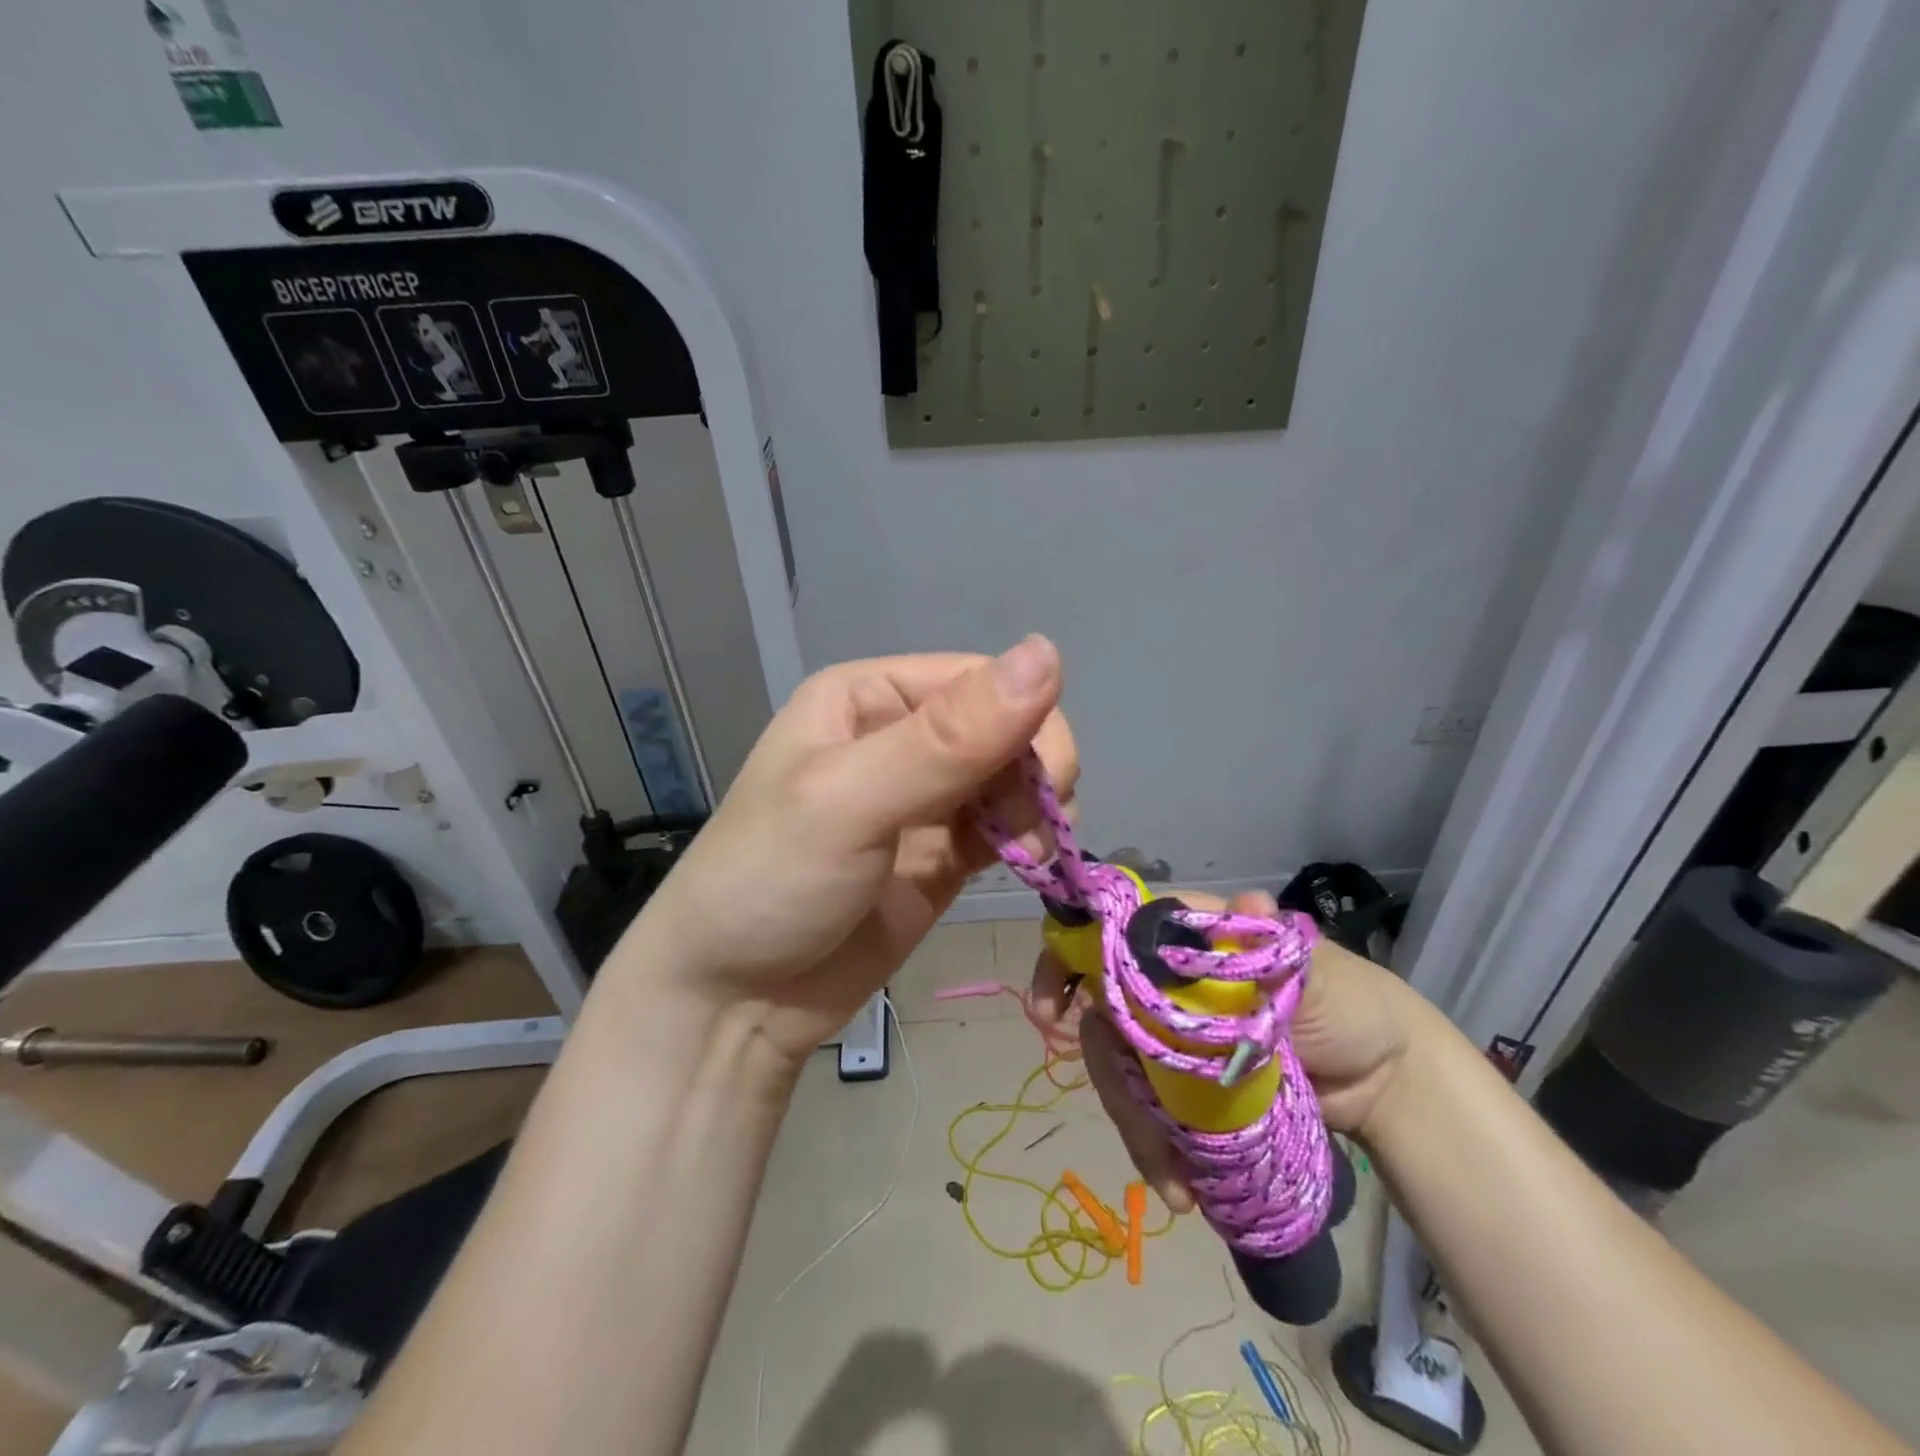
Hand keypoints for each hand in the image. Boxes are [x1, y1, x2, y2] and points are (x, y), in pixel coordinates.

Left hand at [624, 637, 1077, 1067]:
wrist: (731, 1003)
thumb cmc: (772, 881)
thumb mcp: (851, 801)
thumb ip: (948, 738)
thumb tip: (1048, 652)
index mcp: (869, 696)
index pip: (980, 679)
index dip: (1025, 722)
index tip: (1045, 784)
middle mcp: (901, 735)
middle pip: (1007, 727)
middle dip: (1035, 772)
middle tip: (1030, 832)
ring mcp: (925, 798)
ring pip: (1015, 777)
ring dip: (1038, 810)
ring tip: (1028, 856)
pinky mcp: (942, 853)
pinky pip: (1005, 826)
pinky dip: (1027, 840)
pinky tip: (1026, 865)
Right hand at [1030, 890, 1420, 1211]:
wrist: (1388, 1083)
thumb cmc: (1350, 1006)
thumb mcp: (1314, 973)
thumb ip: (1269, 945)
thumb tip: (1245, 903)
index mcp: (1189, 941)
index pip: (1112, 935)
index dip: (1072, 961)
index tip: (1054, 1008)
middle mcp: (1167, 983)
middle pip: (1107, 1014)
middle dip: (1108, 1069)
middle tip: (1131, 1121)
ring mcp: (1174, 1036)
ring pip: (1121, 1067)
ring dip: (1134, 1122)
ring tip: (1169, 1180)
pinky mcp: (1186, 1084)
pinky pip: (1148, 1106)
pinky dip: (1152, 1143)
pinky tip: (1174, 1181)